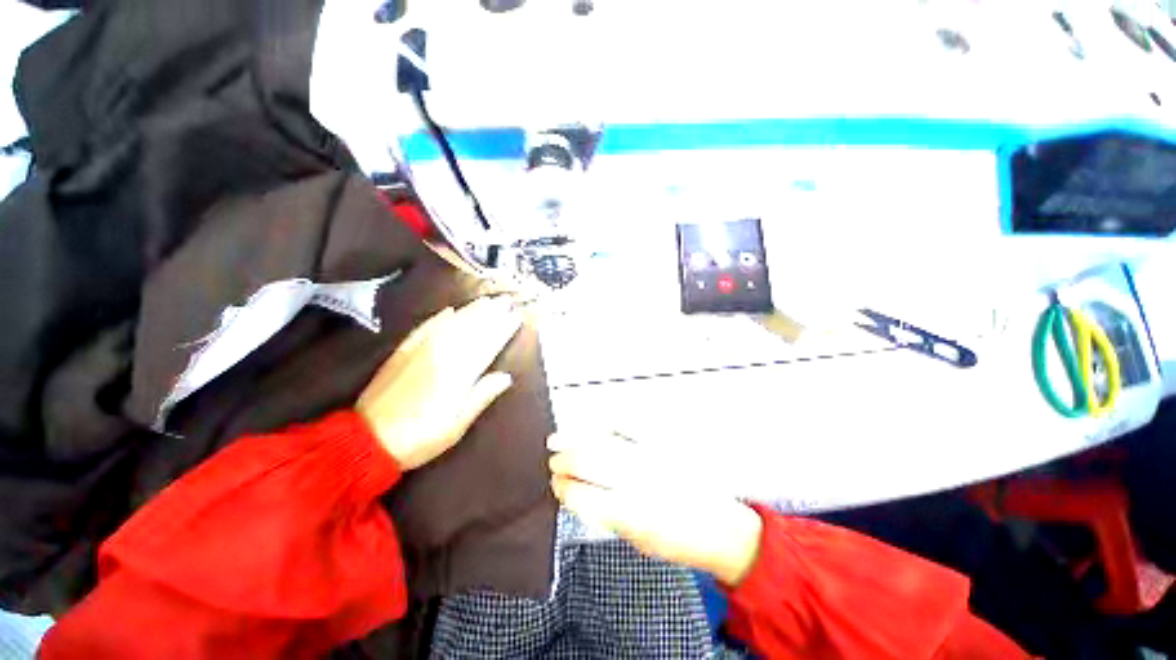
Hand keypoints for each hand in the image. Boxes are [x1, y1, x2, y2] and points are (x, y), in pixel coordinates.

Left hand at [357, 297, 521, 469]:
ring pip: (451, 323)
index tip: (516, 317)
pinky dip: (438, 317)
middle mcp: (441, 354)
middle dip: (491, 313)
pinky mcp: (402, 351)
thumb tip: (506, 376)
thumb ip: (482, 396)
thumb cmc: (419, 437)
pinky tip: (449, 311)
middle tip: (506, 300)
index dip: (503, 329)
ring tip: (486, 300)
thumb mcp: (457, 424)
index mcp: (458, 372)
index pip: (487, 343)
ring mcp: (419, 350)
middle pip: (471, 328)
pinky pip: (424, 327)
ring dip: (470, 310)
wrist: (366, 440)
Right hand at [548, 432, 763, 586]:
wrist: (721, 526)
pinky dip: (602, 425)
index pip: (583, 495)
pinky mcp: (661, 444)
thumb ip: (606, 515)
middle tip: (554, 461)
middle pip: (589, 461)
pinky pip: (625, 428)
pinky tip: (592, 426)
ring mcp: (650, 457)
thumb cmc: (679, 541)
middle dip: (564, 460)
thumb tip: (577, 495)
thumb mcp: (637, 540)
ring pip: (603, 440)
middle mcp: (639, 480)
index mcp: (630, 514)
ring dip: (576, 438)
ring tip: (559, 439)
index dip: (564, 489)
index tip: (557, 485)